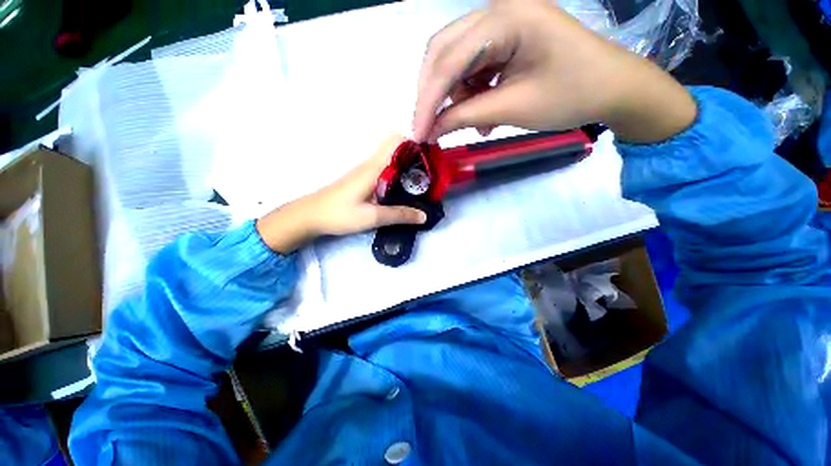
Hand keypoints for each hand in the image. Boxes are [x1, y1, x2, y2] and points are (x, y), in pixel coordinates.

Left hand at [256, 135, 426, 252]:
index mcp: (374, 167)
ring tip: (423, 184)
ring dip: (408, 167)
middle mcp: (371, 164)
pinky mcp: (364, 180)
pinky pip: (386, 170)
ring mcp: (367, 171)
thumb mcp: (372, 217)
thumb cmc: (340, 214)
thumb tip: (424, 215)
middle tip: (431, 175)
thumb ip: (399, 215)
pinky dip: (399, 175)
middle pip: (397, 148)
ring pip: (393, 160)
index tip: (431, 156)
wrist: (312, 216)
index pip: (396, 140)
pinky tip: (405, 191)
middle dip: (416, 157)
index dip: (414, 142)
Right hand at [412, 1, 695, 143]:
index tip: (417, 134)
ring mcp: (501, 23)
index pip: (447, 61)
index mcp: (505, 17)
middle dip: (432, 95)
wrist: (612, 88)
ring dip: (453, 97)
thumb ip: (465, 116)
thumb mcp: (513, 108)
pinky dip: (469, 94)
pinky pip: (472, 67)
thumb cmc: (571, 95)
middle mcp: (497, 10)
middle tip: (428, 128)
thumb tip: (431, 131)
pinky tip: (482, 114)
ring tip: (469, 123)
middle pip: (443, 52)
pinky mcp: (505, 40)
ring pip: (455, 61)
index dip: (427, 102)